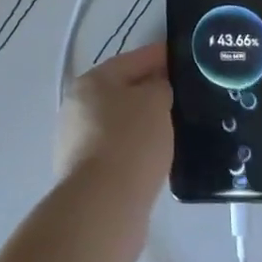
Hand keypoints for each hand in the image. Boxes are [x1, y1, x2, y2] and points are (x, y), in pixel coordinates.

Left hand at [55, 43, 173, 212]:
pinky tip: (157, 156)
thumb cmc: (130, 141)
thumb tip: (156, 89)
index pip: (133, 59)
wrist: (103, 205)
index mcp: (92, 81)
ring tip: (175, 127)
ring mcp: (77, 141)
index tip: (184, 57)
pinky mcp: (85, 173)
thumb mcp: (155, 102)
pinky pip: (118, 150)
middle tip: (183, 94)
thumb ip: (160, 86)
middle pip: (122, 90)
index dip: (160, 56)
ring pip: (120, 122)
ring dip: (143, 122)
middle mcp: (78, 106)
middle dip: (150, 90)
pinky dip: (136, 148)